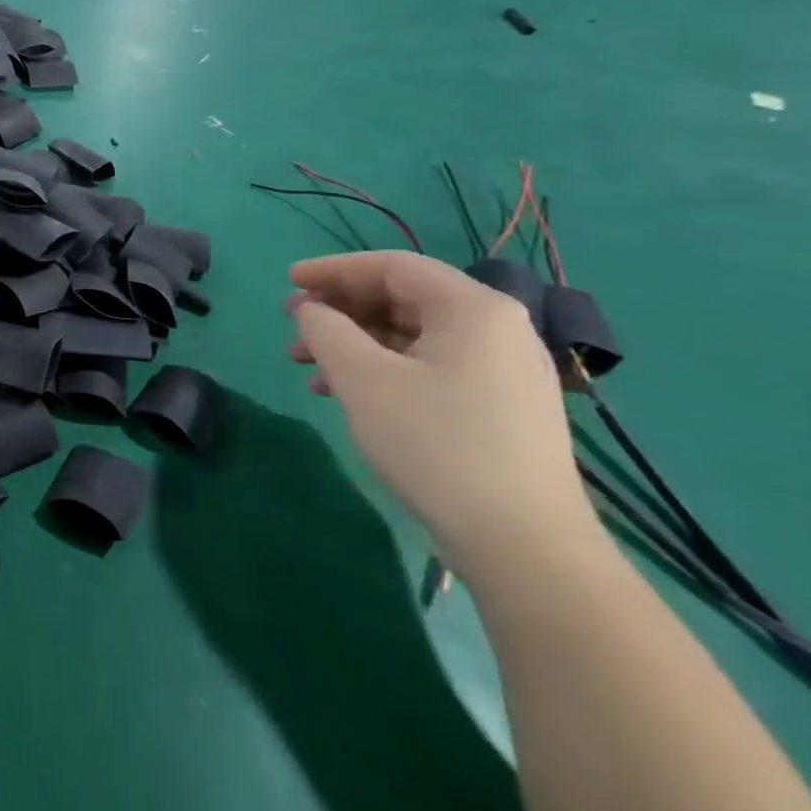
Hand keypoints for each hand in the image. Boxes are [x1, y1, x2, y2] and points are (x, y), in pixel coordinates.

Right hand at [286, 251, 594, 579]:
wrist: (523, 544)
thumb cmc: (435, 444)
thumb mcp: (361, 378)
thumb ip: (324, 328)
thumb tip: (309, 309)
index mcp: (473, 309)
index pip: (392, 266)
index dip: (332, 269)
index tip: (287, 282)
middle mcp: (496, 329)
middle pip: (402, 299)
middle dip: (339, 310)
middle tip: (292, 327)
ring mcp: (503, 371)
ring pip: (411, 336)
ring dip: (353, 342)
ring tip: (306, 365)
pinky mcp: (500, 407)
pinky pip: (428, 366)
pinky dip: (381, 369)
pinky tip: (342, 393)